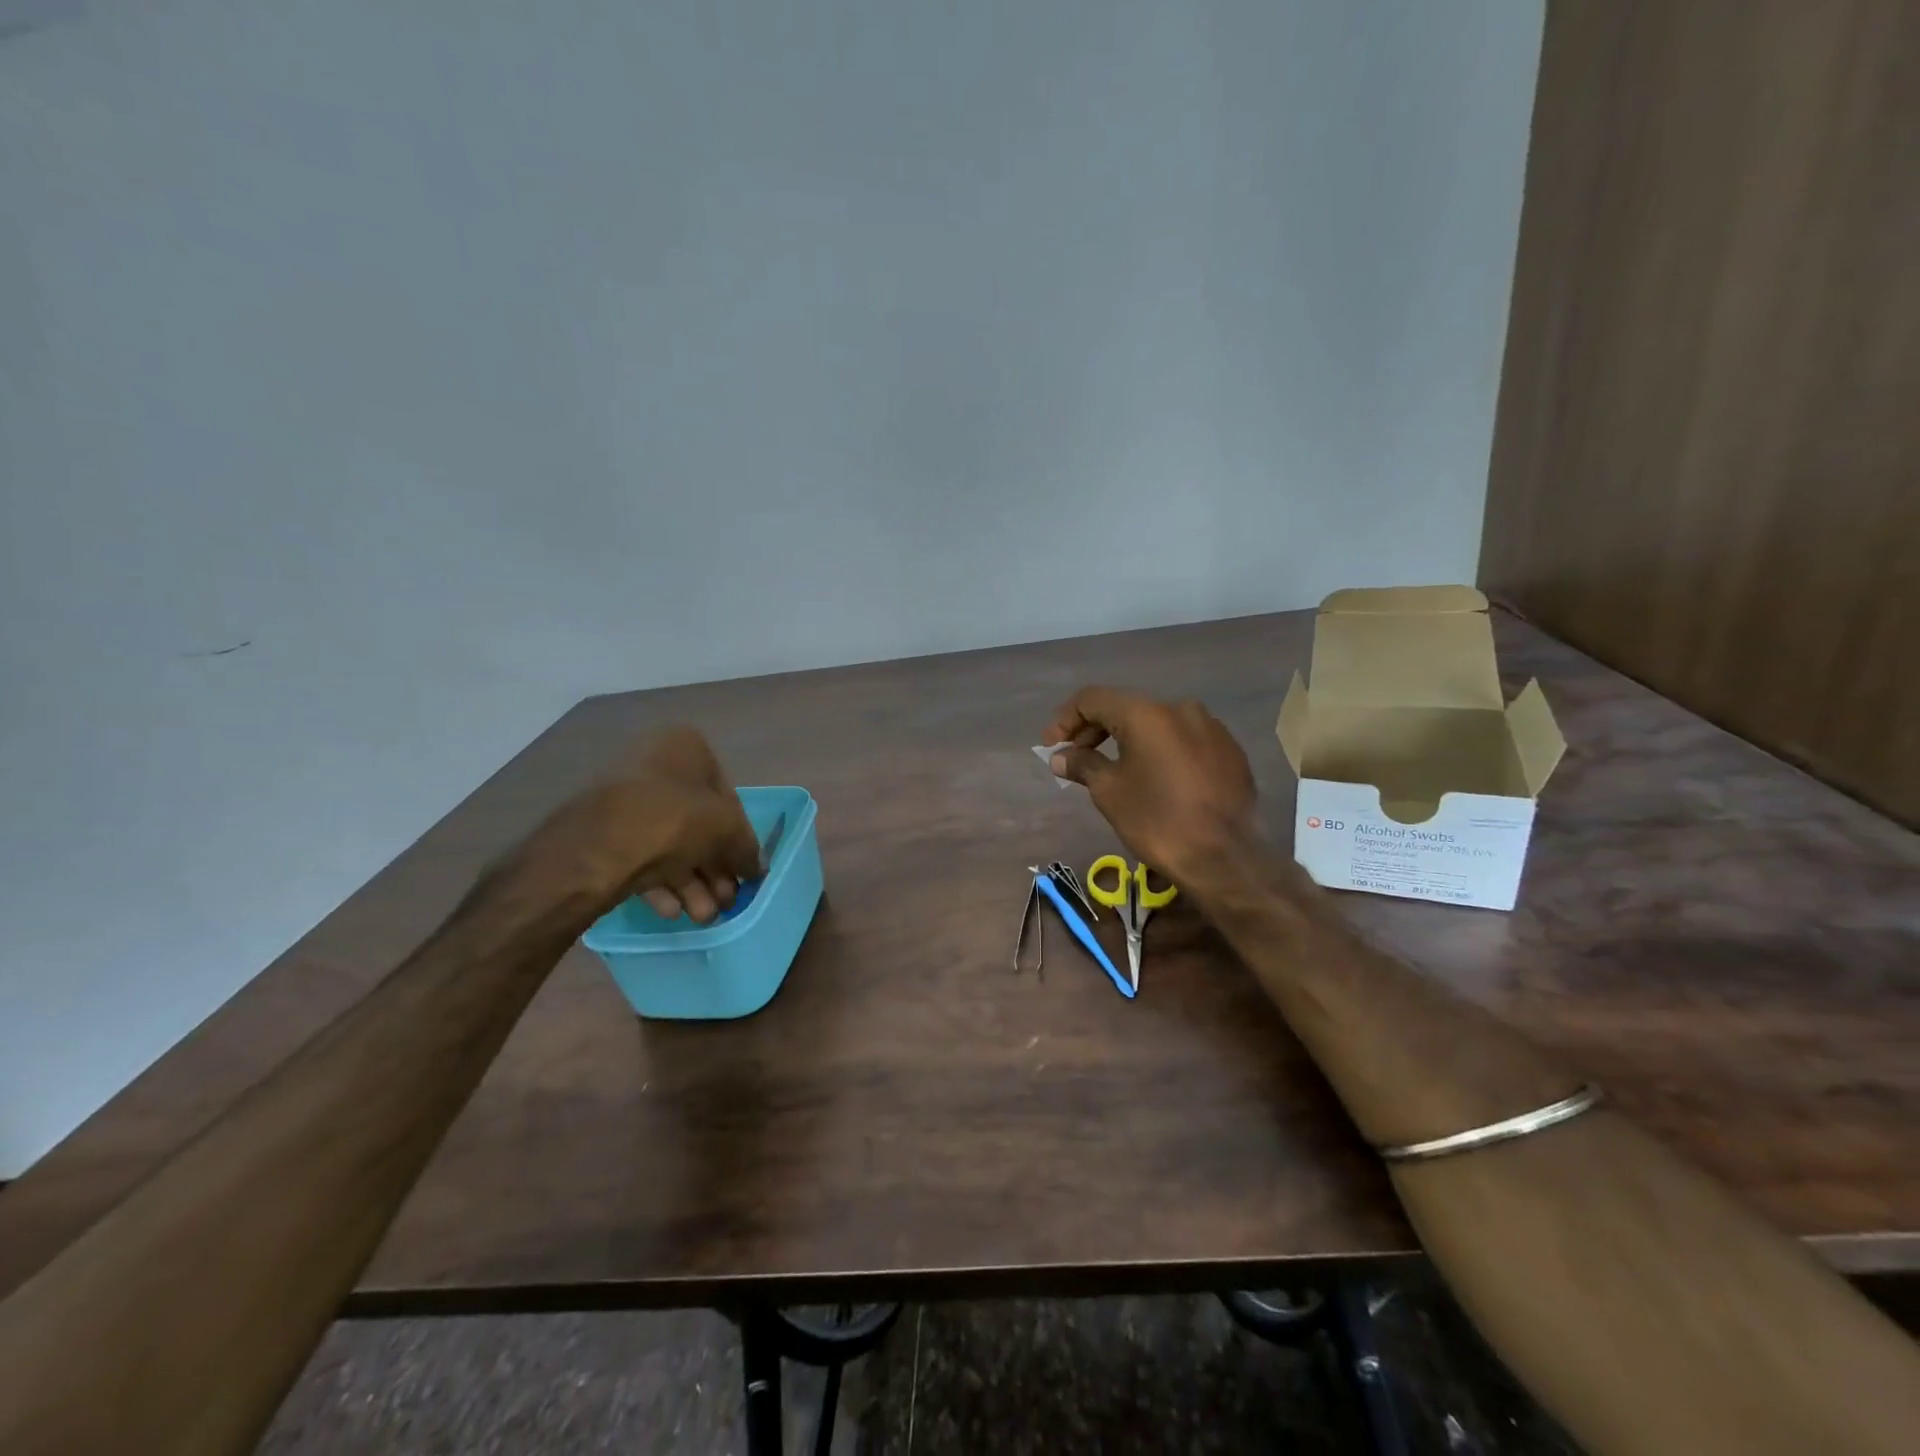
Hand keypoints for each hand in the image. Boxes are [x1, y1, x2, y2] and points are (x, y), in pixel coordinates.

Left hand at [518, 727, 762, 923]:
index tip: (745, 872)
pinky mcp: (602, 832)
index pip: (727, 798)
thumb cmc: (673, 822)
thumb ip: (747, 849)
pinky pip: (641, 855)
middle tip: (726, 902)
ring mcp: (625, 799)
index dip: (740, 839)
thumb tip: (757, 867)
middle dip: (714, 869)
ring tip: (702, 916)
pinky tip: (672, 911)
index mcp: (687, 749)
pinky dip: (661, 883)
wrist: (594, 849)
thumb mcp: (727, 831)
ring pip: (671, 845)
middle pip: (698, 825)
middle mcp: (654, 766)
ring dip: (692, 883)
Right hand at [1043, 688, 1258, 886]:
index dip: (1065, 719)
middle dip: (1095, 729)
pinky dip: (1159, 750)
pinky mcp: (1229, 750)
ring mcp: (1211, 727)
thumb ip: (1083, 764)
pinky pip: (1183, 740)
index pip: (1093, 699)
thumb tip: (1061, 756)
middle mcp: (1181, 708)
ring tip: (1112, 768)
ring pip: (1157, 723)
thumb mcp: (1109, 792)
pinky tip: (1153, 777)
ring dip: (1127, 739)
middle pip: (1125, 708)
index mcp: (1147, 713)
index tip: (1051, 747)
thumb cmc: (1157, 821)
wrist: (1225, 858)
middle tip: (1075, 757)